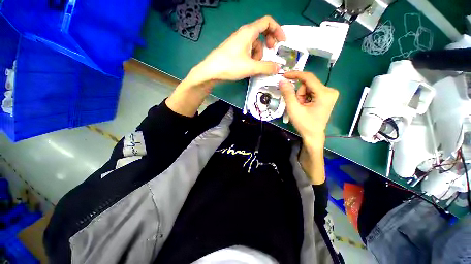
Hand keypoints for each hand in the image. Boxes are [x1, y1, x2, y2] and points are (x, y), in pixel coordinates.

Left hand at [167, 16, 284, 117]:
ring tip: (257, 65)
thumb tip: (278, 68)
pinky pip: (247, 50)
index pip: (267, 22)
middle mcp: (243, 34)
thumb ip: (266, 67)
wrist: (210, 71)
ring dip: (259, 53)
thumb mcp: (251, 67)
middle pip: (261, 32)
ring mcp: (237, 42)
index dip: (277, 29)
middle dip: (269, 42)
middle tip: (271, 52)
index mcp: (248, 32)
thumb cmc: (230, 66)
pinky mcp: (234, 51)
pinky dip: (252, 57)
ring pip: (254, 44)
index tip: (282, 41)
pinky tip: (249, 66)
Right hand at [279, 71, 338, 149]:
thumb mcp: (293, 109)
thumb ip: (288, 94)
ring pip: (309, 88)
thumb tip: (282, 81)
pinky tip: (306, 106)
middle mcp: (330, 90)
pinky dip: (305, 98)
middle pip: (308, 84)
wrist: (313, 135)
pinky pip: (312, 91)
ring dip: (301, 96)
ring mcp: (330, 93)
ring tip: (301, 107)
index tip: (284, 75)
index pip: (308, 77)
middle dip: (299, 93)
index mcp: (324, 93)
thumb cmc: (304, 124)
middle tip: (297, 105)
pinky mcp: (327, 96)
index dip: (295, 75)